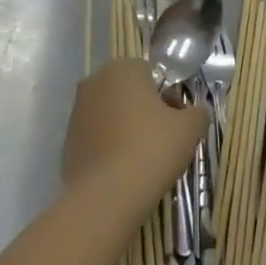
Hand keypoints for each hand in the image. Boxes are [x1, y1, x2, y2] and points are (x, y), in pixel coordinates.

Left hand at [63, 58, 206, 211]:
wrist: (107, 195)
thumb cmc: (152, 149)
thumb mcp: (190, 129)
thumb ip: (198, 112)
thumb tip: (194, 112)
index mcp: (123, 69)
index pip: (152, 74)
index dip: (168, 97)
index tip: (177, 122)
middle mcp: (94, 83)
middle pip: (129, 93)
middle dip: (146, 111)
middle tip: (164, 139)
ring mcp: (77, 112)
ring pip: (112, 115)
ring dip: (127, 129)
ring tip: (144, 159)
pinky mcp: (67, 141)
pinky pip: (97, 138)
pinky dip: (110, 148)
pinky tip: (124, 170)